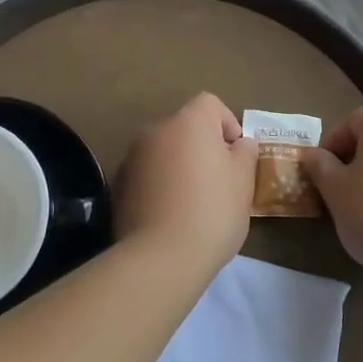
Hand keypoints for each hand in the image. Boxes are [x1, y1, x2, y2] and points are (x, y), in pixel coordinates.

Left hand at [115, 93, 258, 272]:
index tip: (235, 156)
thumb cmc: (212, 212)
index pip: (210, 104)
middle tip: (218, 182)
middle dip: (202, 147)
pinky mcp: (118, 185)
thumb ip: (244, 154)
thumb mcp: (243, 182)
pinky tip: (169, 215)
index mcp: (189, 122)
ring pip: (164, 151)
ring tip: (192, 202)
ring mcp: (132, 157)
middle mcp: (156, 130)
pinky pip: (147, 174)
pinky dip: (159, 185)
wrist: (160, 257)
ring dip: (178, 166)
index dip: (227, 124)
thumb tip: (239, 144)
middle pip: (185, 128)